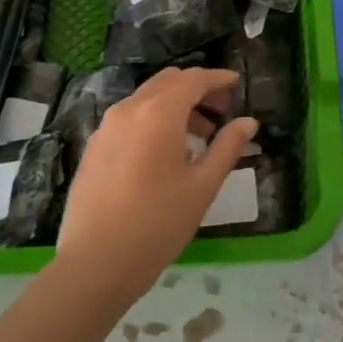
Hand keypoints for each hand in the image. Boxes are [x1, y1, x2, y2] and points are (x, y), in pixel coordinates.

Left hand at [55, 67, 257, 301]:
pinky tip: (164, 153)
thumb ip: (227, 148)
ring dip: (175, 104)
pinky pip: (129, 118)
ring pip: (146, 98)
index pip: (194, 80)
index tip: (236, 83)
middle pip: (168, 82)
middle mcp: (129, 109)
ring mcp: (106, 127)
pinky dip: (153, 119)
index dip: (217, 79)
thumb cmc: (158, 223)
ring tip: (198, 136)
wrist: (95, 262)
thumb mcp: (202, 186)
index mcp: (159, 113)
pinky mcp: (94, 146)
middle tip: (221, 111)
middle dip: (197, 89)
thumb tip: (248, 122)